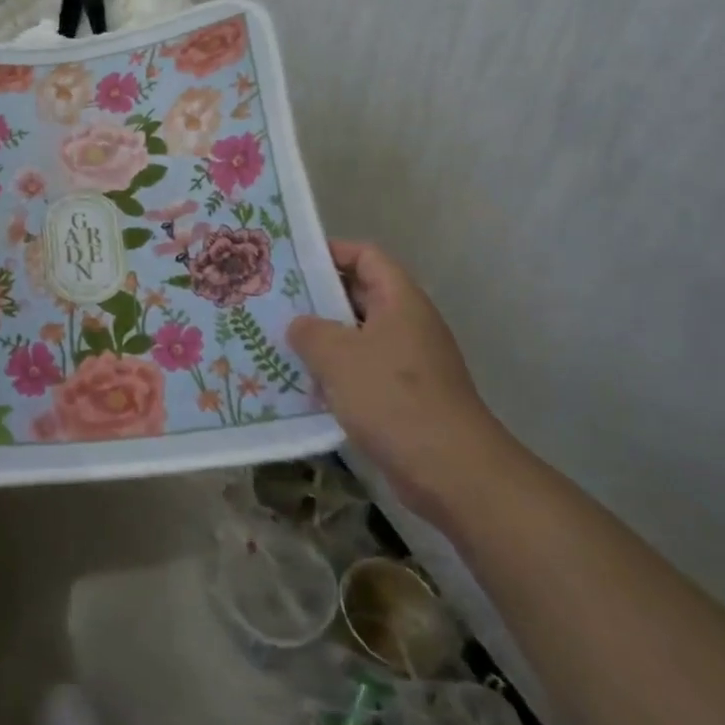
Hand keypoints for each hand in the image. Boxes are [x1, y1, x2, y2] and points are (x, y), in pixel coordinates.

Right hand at [287, 241, 512, 529]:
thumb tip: (299, 325)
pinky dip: (335, 375)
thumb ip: (310, 331)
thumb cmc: (393, 398)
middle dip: (317, 299)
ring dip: (322, 341)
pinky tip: (302, 387)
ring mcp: (408, 363)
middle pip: (359, 296)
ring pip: (357, 337)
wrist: (451, 472)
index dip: (330, 252)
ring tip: (278, 343)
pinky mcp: (404, 398)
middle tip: (273, 303)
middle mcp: (407, 324)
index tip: (291, 264)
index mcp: (400, 301)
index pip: (366, 256)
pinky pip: (362, 373)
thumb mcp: (338, 356)